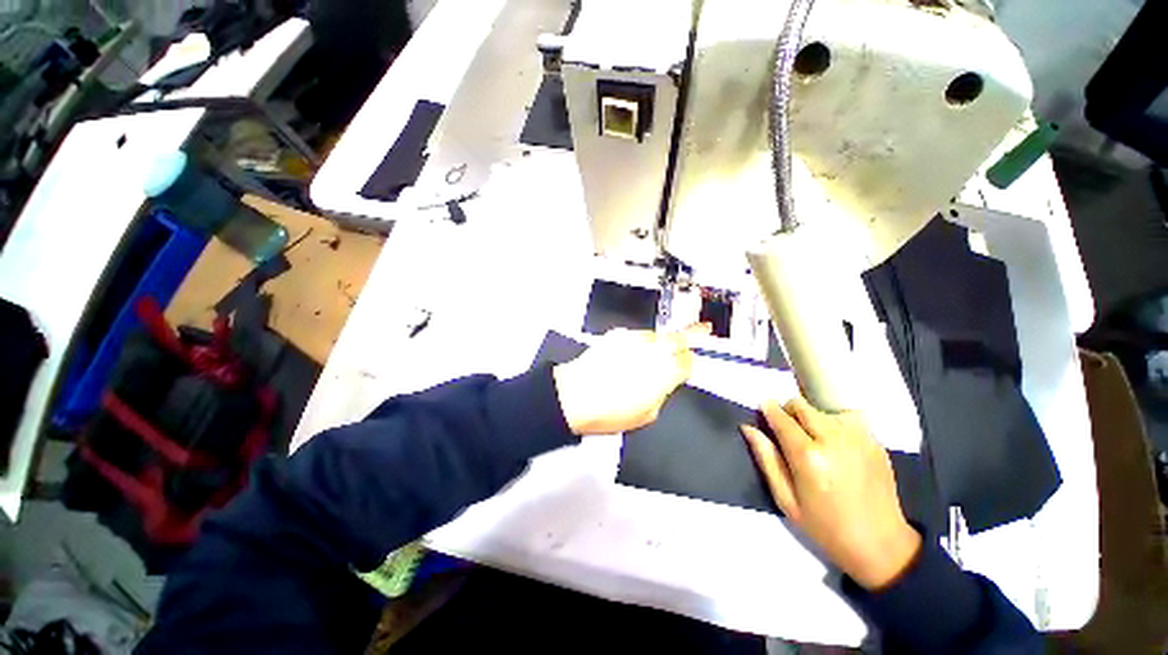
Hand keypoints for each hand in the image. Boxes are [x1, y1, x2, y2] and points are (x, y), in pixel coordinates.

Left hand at [553, 324, 709, 435]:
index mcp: (666, 372)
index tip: (690, 364)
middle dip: (694, 334)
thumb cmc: (611, 411)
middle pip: (680, 337)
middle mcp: (654, 350)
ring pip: (658, 334)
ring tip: (656, 350)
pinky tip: (630, 354)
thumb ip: (662, 392)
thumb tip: (666, 382)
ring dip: (662, 341)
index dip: (691, 363)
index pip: (689, 361)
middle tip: (704, 328)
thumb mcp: (647, 414)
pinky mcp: (617, 334)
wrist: (575, 395)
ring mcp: (635, 338)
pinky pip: (636, 335)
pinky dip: (639, 342)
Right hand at [741, 398, 921, 589]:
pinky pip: (847, 418)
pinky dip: (835, 424)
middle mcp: (833, 439)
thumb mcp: (785, 498)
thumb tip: (748, 428)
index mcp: (808, 456)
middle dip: (788, 411)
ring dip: (812, 418)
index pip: (781, 416)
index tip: (763, 410)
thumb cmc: (825, 526)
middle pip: (801, 405)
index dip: (768, 409)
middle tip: (787, 431)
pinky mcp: (875, 441)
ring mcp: (858, 438)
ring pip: (822, 409)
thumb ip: (766, 458)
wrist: (881, 545)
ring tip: (815, 441)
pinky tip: (837, 446)